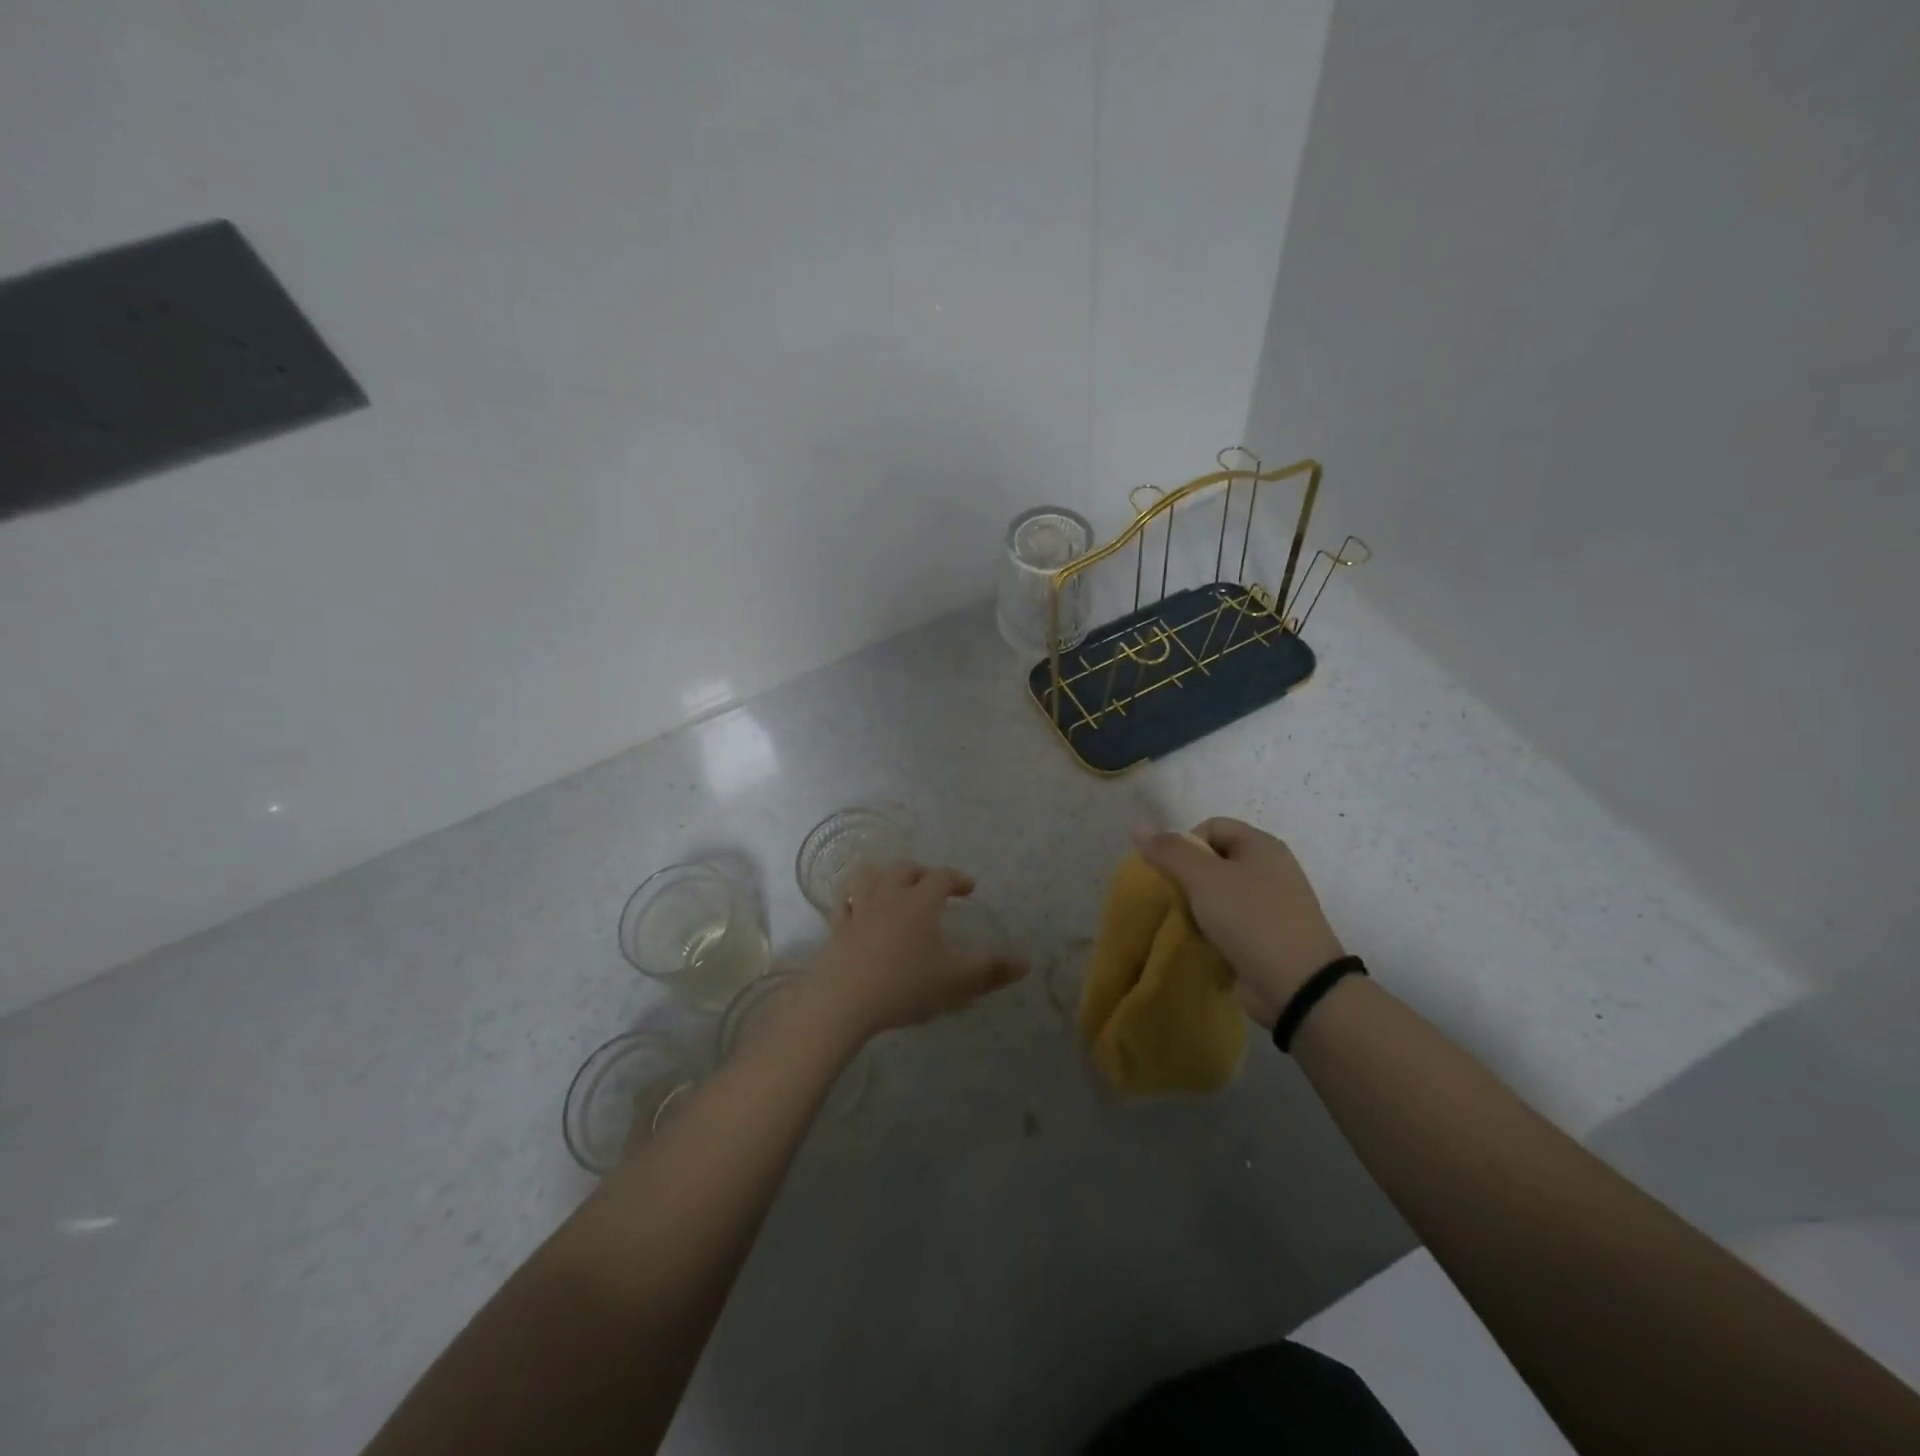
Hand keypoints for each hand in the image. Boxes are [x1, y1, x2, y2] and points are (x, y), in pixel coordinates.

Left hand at [813, 861, 1027, 1037]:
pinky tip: (856, 907)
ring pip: (868, 876)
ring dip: (883, 875)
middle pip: (904, 868)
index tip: (969, 889)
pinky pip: (843, 902)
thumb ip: (991, 970)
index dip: (958, 878)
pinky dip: (852, 897)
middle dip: (922, 872)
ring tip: (892, 886)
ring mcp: (858, 909)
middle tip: (933, 887)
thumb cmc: (906, 986)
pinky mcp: (836, 928)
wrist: (845, 1003)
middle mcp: (888, 896)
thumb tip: (1026, 961)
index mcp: (920, 902)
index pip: (942, 876)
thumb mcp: (956, 981)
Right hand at [1134, 818, 1345, 1028]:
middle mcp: (1270, 869)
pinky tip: (1204, 944)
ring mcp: (1271, 905)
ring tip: (1189, 925)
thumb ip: (1170, 851)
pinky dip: (1213, 930)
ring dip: (1198, 907)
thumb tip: (1138, 828)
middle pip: (1214, 860)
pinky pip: (1230, 923)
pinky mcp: (1267, 937)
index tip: (1175, 872)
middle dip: (1188, 878)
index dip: (1186, 843)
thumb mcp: (1203, 878)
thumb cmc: (1250, 918)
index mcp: (1261, 846)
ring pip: (1219, 894)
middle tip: (1177, 900)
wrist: (1297, 985)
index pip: (1211, 826)